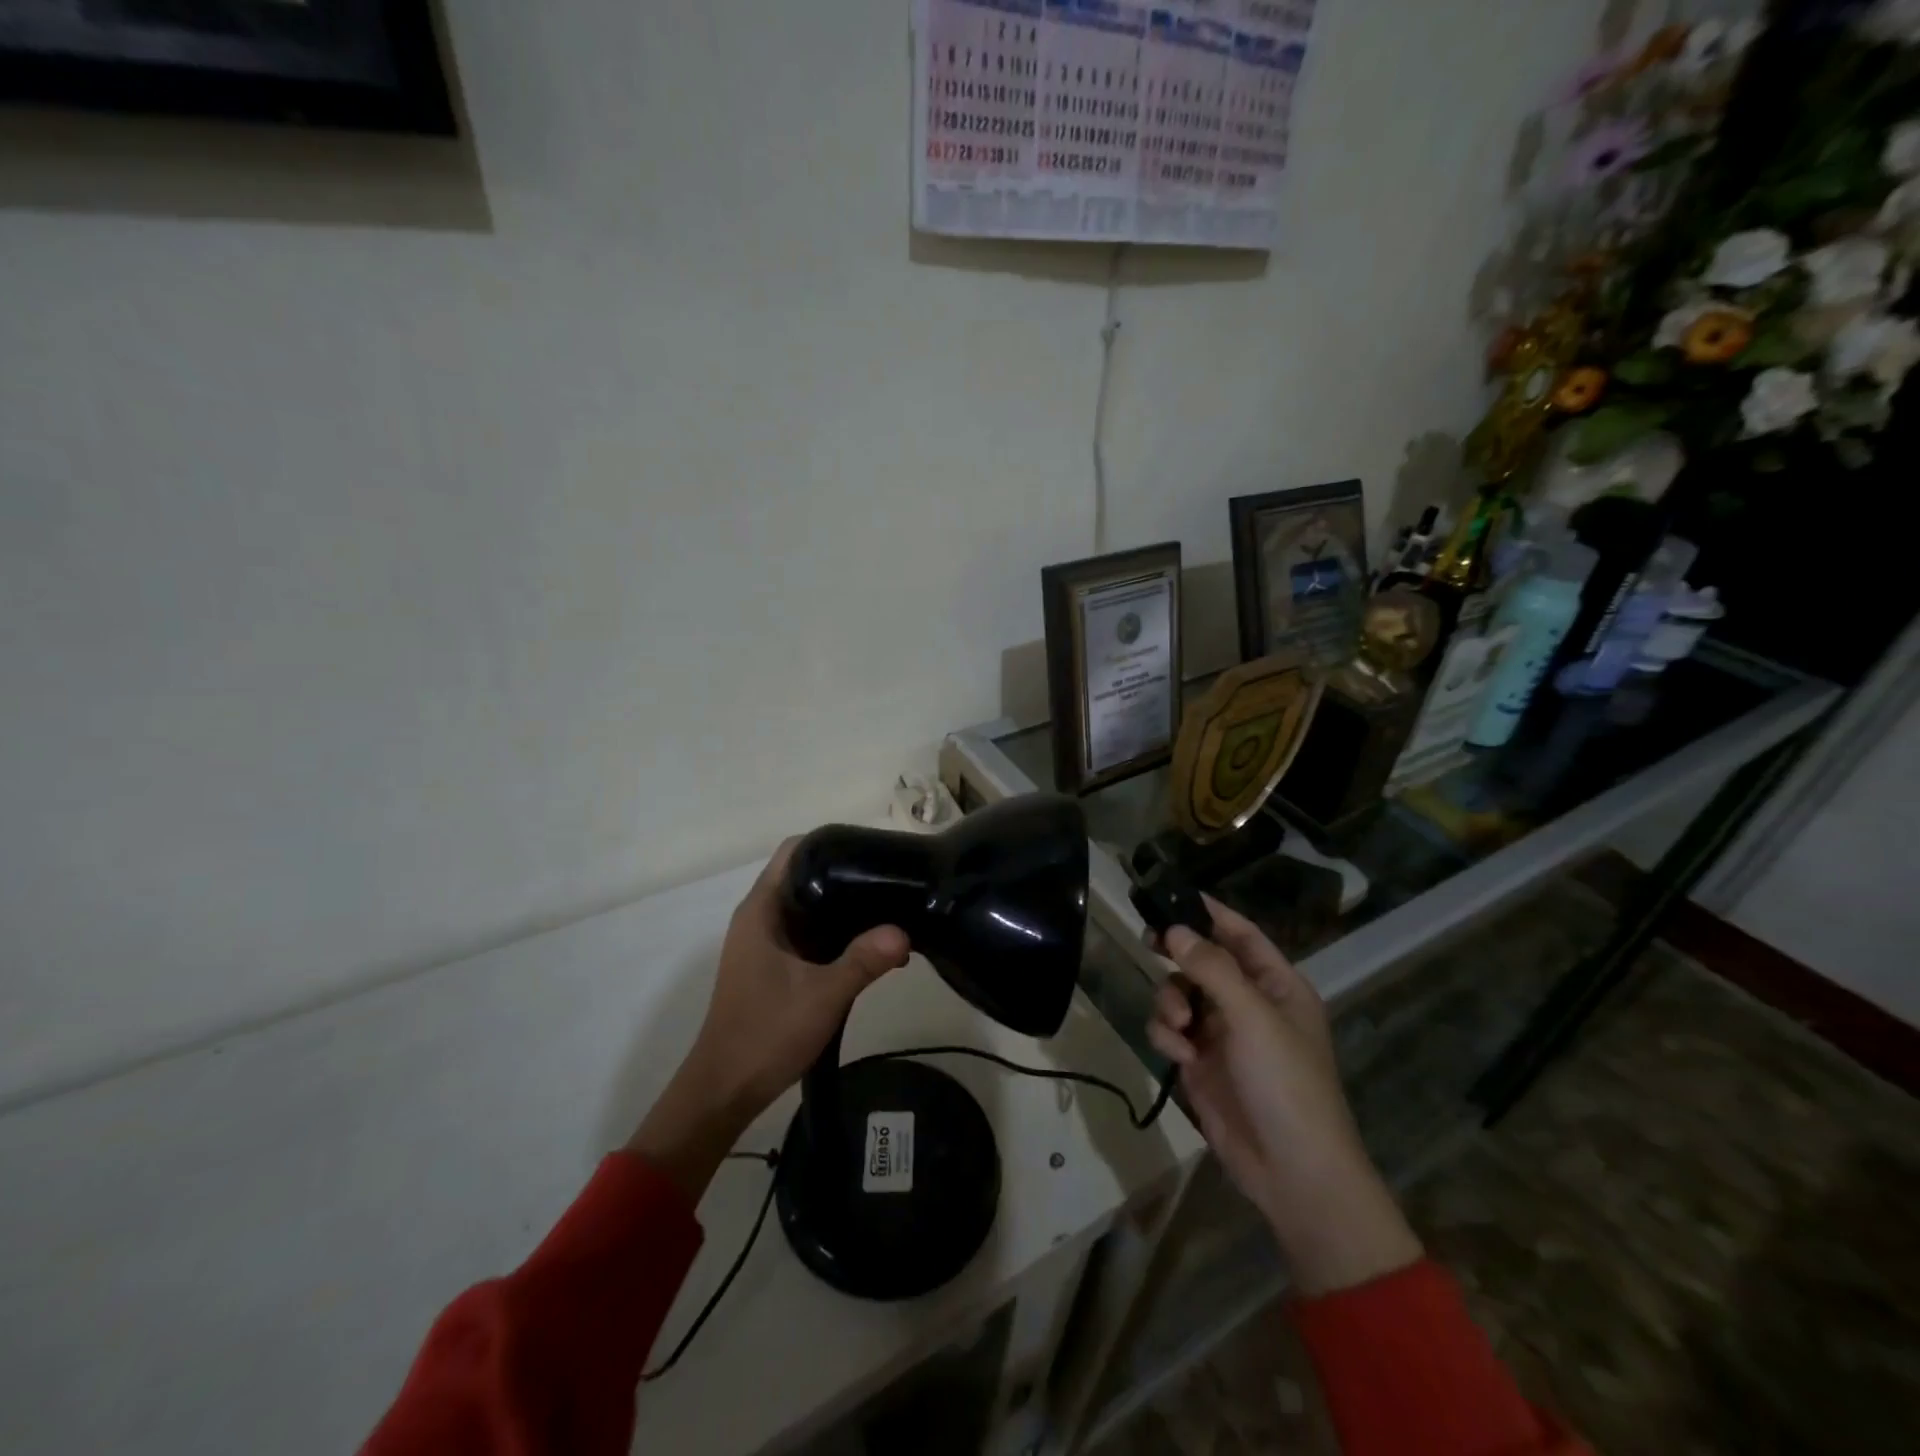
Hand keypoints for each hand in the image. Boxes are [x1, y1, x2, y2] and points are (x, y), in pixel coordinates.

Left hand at [627, 840, 910, 1198]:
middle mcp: (760, 918)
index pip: (793, 852)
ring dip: (843, 909)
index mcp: (761, 910)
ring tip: (889, 910)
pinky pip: (808, 935)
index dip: (828, 843)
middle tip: (890, 879)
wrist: (724, 1090)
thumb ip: (864, 961)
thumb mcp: (822, 995)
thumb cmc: (765, 1033)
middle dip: (845, 875)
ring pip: (809, 908)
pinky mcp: (773, 965)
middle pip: (805, 876)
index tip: (869, 849)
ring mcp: (765, 943)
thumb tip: (904, 931)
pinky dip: (836, 935)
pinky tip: (872, 949)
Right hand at [1149, 896, 1421, 1295]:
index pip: (1240, 933)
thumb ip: (1212, 968)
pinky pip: (1170, 1029)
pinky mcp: (1200, 1062)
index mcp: (1276, 985)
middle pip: (1202, 959)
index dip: (1209, 911)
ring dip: (1170, 1001)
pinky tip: (1179, 1055)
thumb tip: (1174, 929)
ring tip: (1179, 1024)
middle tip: (1148, 941)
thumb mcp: (1253, 1018)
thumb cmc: (1286, 1083)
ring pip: (1179, 992)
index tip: (1171, 893)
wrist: (1292, 1172)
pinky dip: (1167, 1034)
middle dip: (1177, 954)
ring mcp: (1222, 1033)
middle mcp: (1248, 1002)